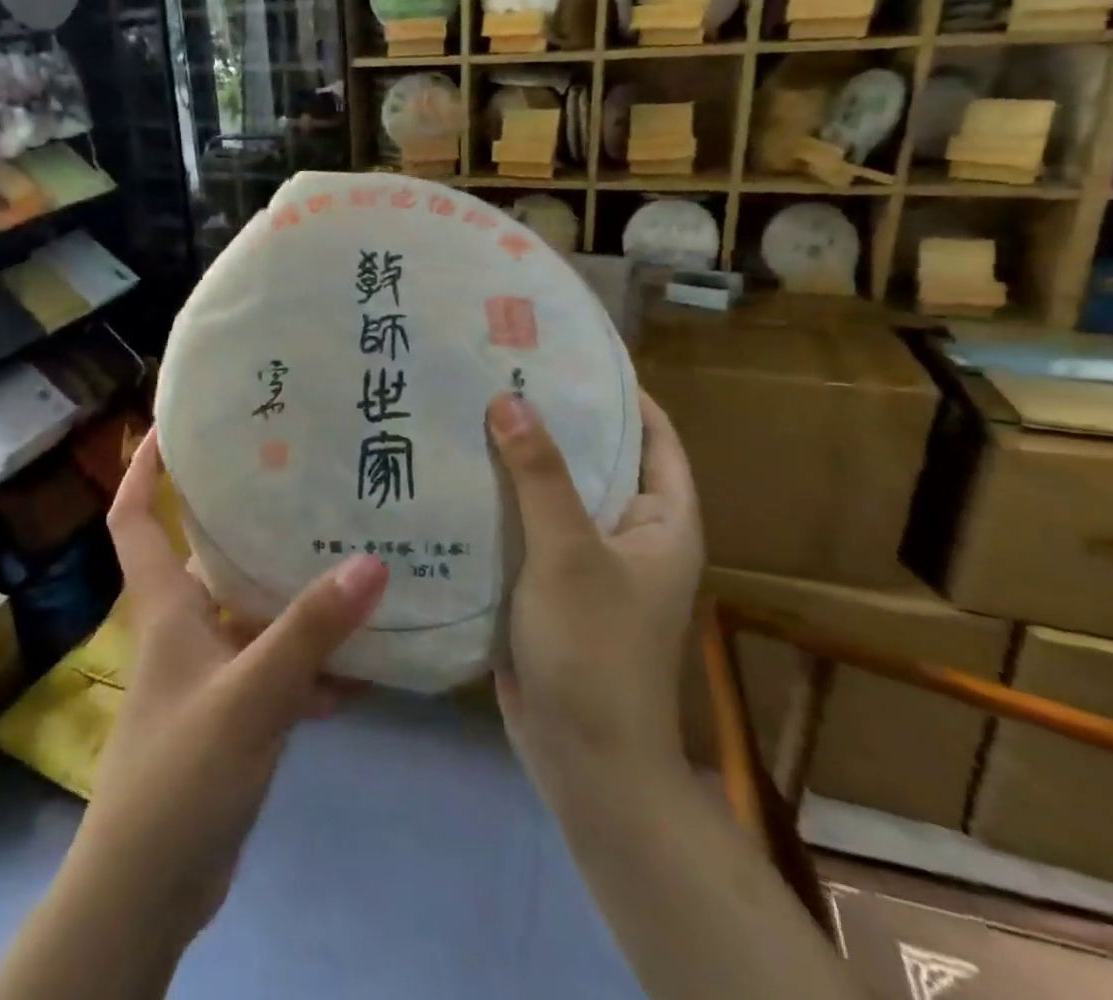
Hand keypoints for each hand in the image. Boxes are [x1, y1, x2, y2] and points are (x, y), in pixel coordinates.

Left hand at [78, 429, 389, 940]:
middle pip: (209, 556)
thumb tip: (371, 561)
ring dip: (294, 598)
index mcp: (166, 606)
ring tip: (351, 560)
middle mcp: (183, 627)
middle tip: (303, 483)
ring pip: (252, 614)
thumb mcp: (250, 695)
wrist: (150, 890)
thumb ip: (309, 631)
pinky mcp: (232, 713)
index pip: (134, 519)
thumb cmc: (180, 773)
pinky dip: (310, 665)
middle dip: (248, 521)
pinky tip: (362, 665)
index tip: (171, 427)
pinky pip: (275, 669)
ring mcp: (208, 672)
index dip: (143, 470)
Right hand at [486, 390, 703, 800]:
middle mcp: (627, 531)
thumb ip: (540, 475)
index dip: (617, 390)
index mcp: (661, 519)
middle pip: (593, 457)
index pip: (651, 433)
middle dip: (551, 417)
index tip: (565, 351)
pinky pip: (523, 525)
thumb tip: (509, 398)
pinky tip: (451, 471)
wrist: (581, 760)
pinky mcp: (545, 582)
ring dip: (516, 457)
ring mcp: (584, 558)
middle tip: (497, 371)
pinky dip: (496, 499)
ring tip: (465, 407)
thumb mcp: (570, 553)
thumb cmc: (595, 650)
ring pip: (551, 491)